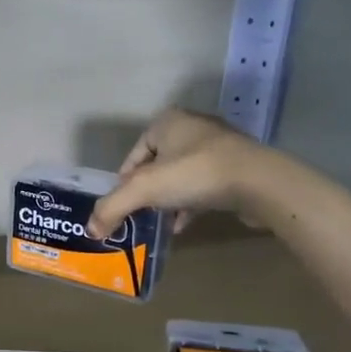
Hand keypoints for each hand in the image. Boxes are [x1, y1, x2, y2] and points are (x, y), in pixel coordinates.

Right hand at [88, 107, 276, 239]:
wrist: (259, 183)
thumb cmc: (195, 174)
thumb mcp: (144, 190)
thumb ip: (112, 207)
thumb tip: (91, 229)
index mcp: (167, 121)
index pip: (132, 156)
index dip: (124, 184)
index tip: (123, 207)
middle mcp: (192, 127)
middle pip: (156, 166)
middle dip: (147, 192)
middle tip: (140, 216)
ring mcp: (218, 146)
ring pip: (180, 176)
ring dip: (168, 200)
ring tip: (160, 222)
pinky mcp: (236, 167)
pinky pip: (203, 185)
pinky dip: (189, 203)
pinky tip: (183, 224)